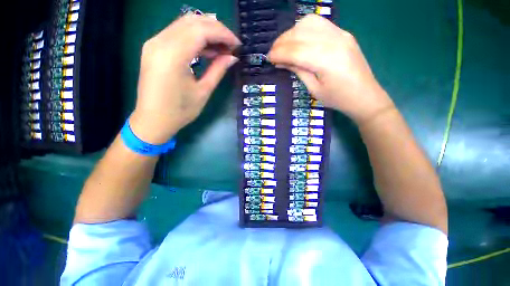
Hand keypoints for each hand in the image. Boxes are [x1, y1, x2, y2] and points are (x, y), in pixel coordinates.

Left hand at [130, 15, 240, 143]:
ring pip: (184, 24)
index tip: (237, 45)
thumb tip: (232, 57)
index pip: (202, 30)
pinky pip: (177, 33)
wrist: (153, 121)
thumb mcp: (203, 92)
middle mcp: (160, 42)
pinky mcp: (153, 48)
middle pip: (193, 22)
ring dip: (206, 32)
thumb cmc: (180, 111)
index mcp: (173, 55)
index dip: (223, 34)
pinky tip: (206, 50)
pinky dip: (194, 37)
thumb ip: (218, 70)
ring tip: (222, 48)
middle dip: (216, 30)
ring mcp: (154, 43)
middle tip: (231, 45)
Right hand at [268, 15, 393, 123]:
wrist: (365, 96)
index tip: (268, 58)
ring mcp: (341, 34)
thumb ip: (298, 71)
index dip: (279, 53)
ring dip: (292, 32)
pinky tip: (298, 40)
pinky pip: (319, 24)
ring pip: (309, 23)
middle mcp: (334, 41)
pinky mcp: (343, 33)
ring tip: (284, 46)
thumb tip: (282, 61)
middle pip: (301, 33)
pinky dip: (304, 29)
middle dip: (282, 42)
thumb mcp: (314, 89)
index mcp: (327, 60)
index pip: (296, 50)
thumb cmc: (337, 99)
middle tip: (273, 53)